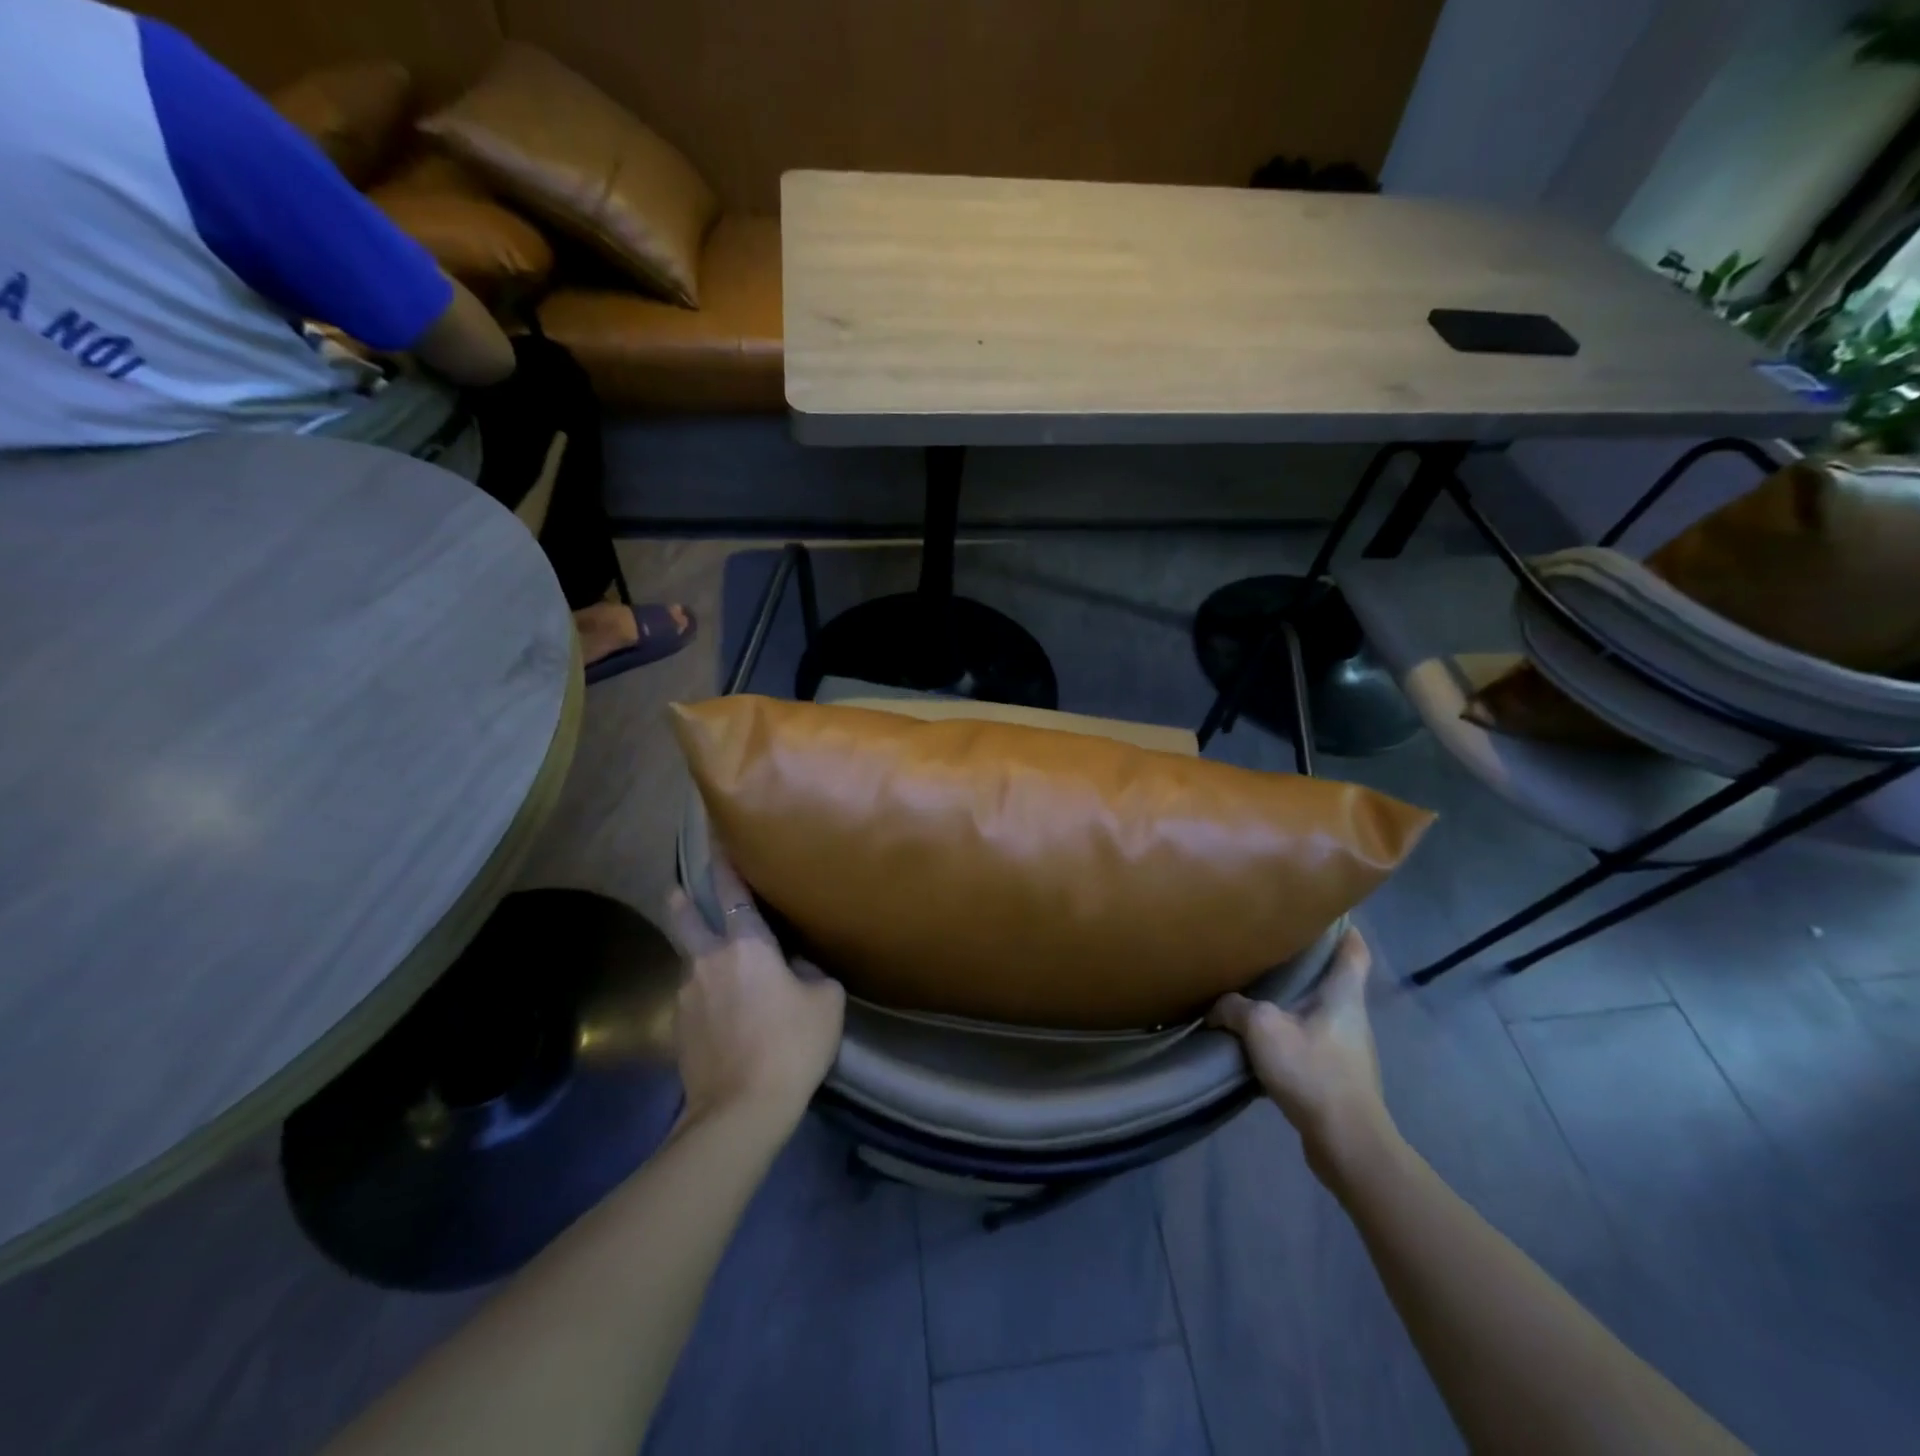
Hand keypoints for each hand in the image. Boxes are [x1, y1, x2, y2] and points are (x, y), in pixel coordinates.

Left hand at [665, 854, 844, 1131]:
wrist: (741, 1109)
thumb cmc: (791, 1044)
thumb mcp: (825, 1002)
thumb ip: (811, 973)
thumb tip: (796, 968)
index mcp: (747, 946)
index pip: (734, 894)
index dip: (727, 866)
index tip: (717, 841)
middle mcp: (709, 962)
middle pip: (687, 920)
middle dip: (682, 901)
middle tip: (677, 890)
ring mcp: (687, 996)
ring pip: (691, 963)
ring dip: (700, 957)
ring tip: (716, 968)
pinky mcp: (679, 1029)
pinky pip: (693, 998)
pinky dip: (704, 996)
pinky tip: (721, 1015)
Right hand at [1208, 929, 1394, 1178]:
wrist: (1346, 1142)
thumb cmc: (1313, 1071)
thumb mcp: (1262, 1028)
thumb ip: (1235, 1007)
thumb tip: (1217, 1005)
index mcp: (1343, 993)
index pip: (1354, 948)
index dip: (1343, 926)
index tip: (1320, 911)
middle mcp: (1351, 1015)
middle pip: (1333, 977)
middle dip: (1307, 961)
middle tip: (1270, 945)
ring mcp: (1347, 1047)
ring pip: (1318, 1009)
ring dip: (1294, 999)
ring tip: (1258, 988)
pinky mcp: (1337, 1074)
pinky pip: (1310, 1039)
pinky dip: (1289, 1031)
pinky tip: (1260, 1036)